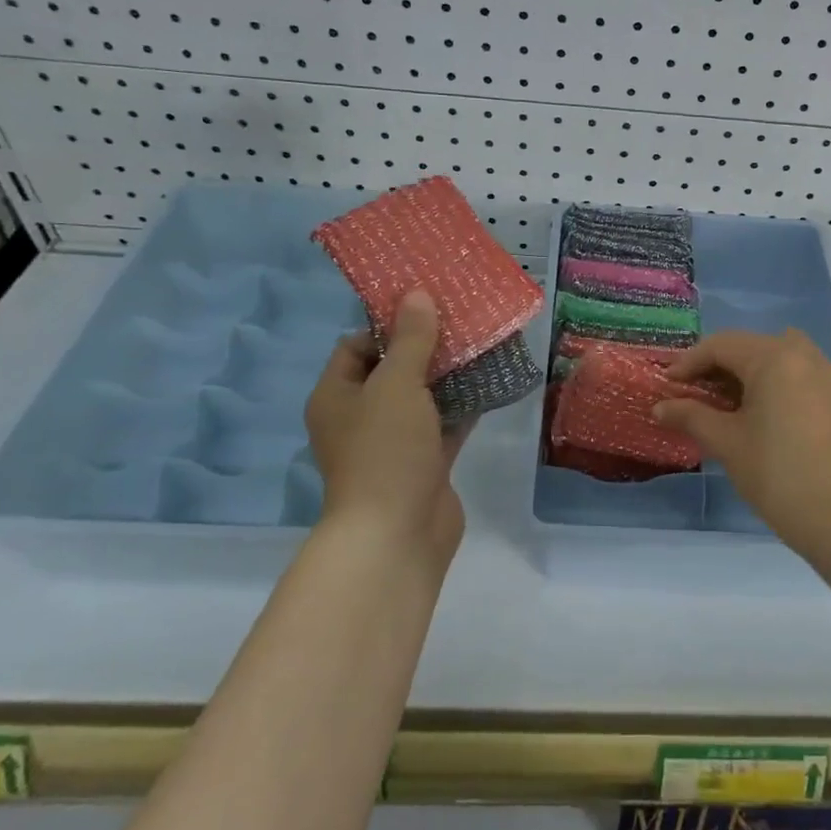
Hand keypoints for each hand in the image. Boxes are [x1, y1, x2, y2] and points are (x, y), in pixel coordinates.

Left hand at [305, 291, 469, 558]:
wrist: (397, 535)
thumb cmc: (385, 451)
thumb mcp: (396, 384)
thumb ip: (410, 339)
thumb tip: (416, 294)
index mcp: (337, 396)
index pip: (355, 347)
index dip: (387, 325)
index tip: (426, 306)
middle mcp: (361, 417)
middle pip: (392, 370)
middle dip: (426, 347)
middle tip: (462, 320)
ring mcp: (394, 443)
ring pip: (422, 398)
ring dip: (449, 376)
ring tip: (483, 343)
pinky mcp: (425, 464)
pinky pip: (445, 425)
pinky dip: (464, 407)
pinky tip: (493, 384)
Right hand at [653, 330, 830, 562]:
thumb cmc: (774, 473)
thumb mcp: (726, 441)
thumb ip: (690, 415)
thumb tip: (659, 407)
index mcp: (774, 358)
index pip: (721, 346)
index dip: (690, 363)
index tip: (668, 385)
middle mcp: (805, 355)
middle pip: (751, 347)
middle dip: (719, 365)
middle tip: (696, 392)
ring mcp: (829, 375)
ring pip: (781, 356)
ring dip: (752, 370)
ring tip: (731, 401)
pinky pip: (802, 375)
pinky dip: (779, 382)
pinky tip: (766, 413)